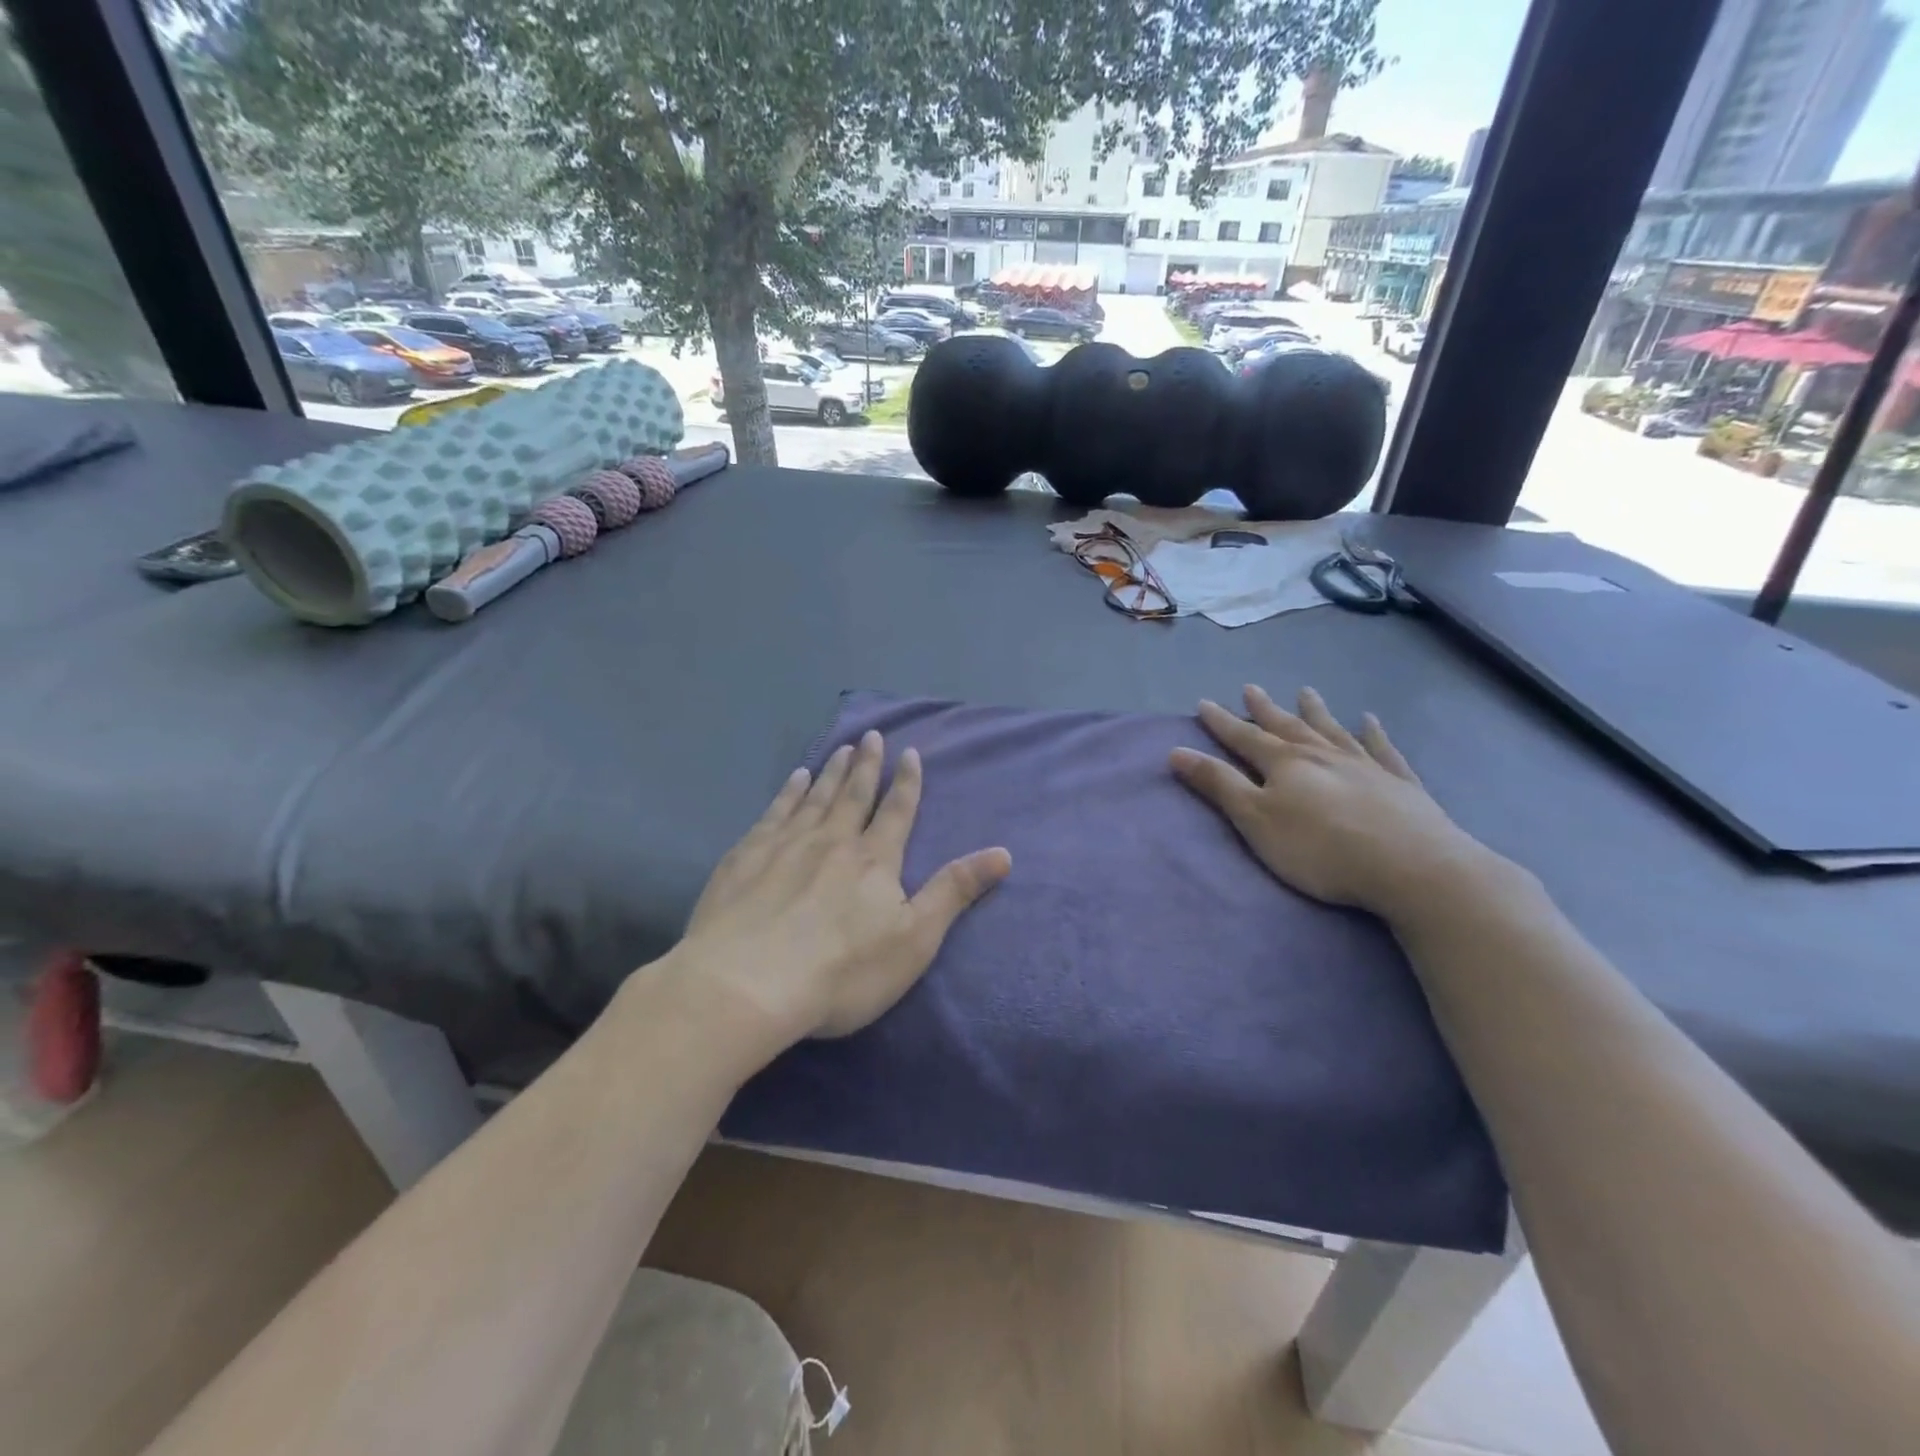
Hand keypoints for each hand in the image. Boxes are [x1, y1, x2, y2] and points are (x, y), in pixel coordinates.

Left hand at [675, 731, 1011, 1050]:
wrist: (747, 984)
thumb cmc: (842, 971)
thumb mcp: (914, 940)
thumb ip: (954, 892)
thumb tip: (1003, 853)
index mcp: (874, 860)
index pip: (897, 812)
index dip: (907, 782)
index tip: (910, 753)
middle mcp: (832, 841)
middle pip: (854, 795)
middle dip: (867, 765)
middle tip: (871, 735)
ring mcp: (786, 845)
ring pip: (816, 797)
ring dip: (832, 772)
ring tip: (840, 748)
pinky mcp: (747, 856)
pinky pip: (775, 811)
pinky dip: (789, 791)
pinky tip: (795, 779)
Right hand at [1170, 685, 1495, 917]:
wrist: (1411, 865)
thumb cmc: (1320, 848)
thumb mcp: (1256, 819)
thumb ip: (1219, 785)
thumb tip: (1177, 751)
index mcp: (1284, 764)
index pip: (1244, 738)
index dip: (1222, 722)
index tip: (1204, 703)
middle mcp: (1322, 754)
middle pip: (1287, 726)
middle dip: (1264, 710)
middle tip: (1251, 688)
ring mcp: (1363, 765)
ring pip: (1332, 730)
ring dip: (1316, 711)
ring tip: (1305, 692)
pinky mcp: (1398, 782)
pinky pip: (1382, 749)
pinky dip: (1374, 733)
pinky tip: (1370, 720)